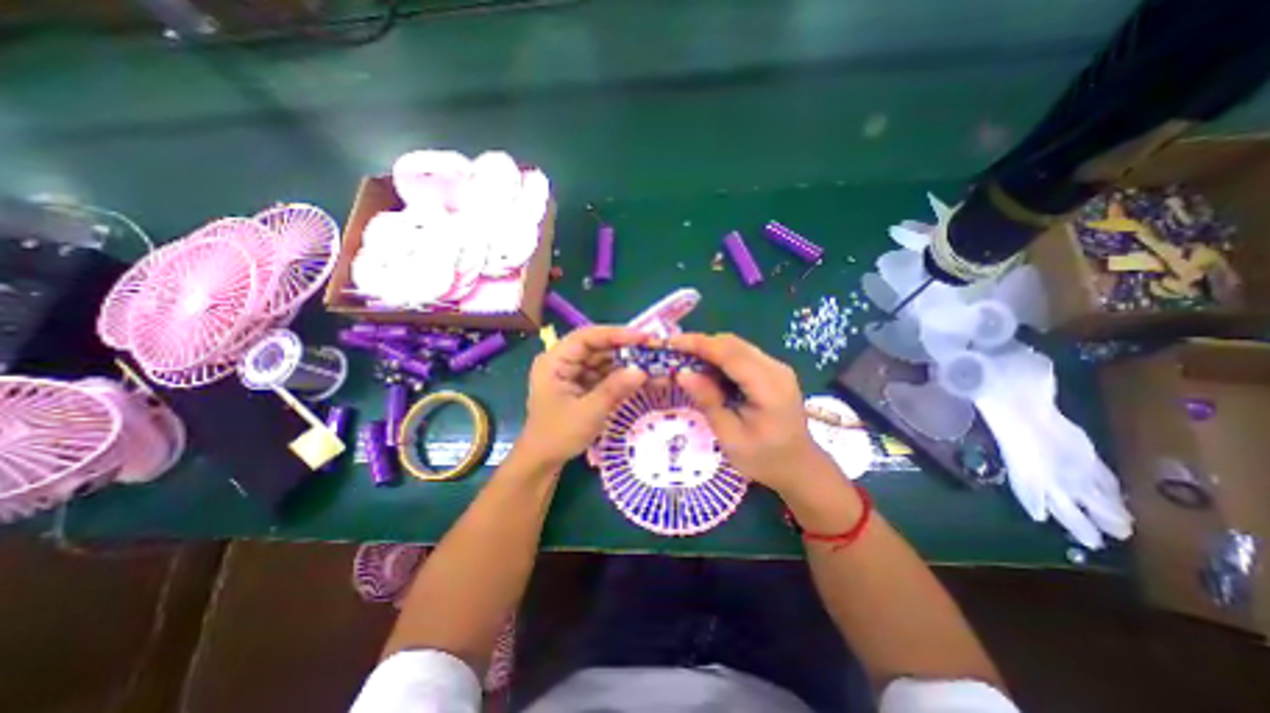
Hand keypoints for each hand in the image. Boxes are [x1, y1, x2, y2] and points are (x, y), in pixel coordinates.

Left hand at [514, 326, 647, 469]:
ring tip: (655, 364)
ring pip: (605, 360)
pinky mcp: (583, 384)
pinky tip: (643, 378)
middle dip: (626, 350)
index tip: (642, 338)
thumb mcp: (587, 413)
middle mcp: (564, 361)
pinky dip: (623, 377)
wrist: (543, 461)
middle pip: (598, 347)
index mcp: (555, 361)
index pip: (586, 337)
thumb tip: (642, 371)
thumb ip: (614, 389)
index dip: (615, 334)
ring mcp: (574, 373)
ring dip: (628, 363)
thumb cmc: (557, 436)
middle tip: (655, 351)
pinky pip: (606, 375)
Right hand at [667, 333, 830, 494]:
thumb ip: (708, 402)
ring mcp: (776, 368)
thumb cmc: (764, 458)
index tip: (671, 343)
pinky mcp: (772, 370)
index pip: (731, 354)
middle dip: (701, 344)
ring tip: (685, 361)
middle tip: (673, 354)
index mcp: (769, 387)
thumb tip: (682, 374)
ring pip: (736, 347)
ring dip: (709, 350)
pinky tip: (706, 370)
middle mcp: (776, 369)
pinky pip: (741, 355)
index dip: (699, 344)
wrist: (798, 466)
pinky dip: (720, 358)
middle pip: (733, 344)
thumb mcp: (730, 437)